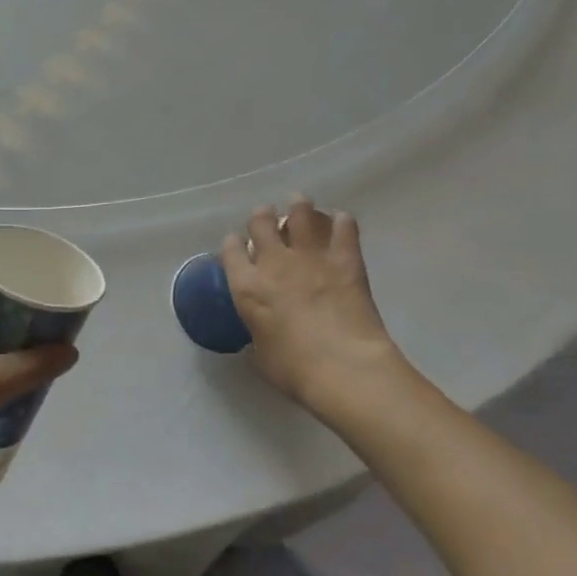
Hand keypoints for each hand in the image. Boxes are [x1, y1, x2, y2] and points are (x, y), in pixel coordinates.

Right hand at [220, 198, 411, 422]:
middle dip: (262, 216)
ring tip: (300, 204)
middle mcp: (274, 262)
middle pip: (261, 221)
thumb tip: (260, 337)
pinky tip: (342, 223)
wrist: (344, 368)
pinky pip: (344, 227)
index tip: (237, 244)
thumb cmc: (295, 371)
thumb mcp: (261, 357)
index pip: (231, 250)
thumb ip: (257, 337)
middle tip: (269, 218)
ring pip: (300, 213)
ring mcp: (310, 256)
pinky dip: (342, 222)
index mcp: (247, 287)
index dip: (233, 244)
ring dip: (299, 206)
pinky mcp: (345, 259)